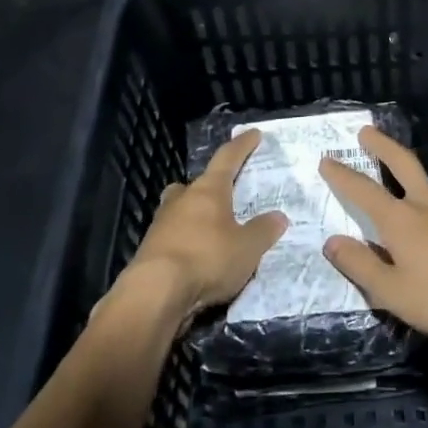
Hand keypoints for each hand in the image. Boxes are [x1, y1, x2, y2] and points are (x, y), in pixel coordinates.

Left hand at [122, 129, 286, 325]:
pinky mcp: (149, 251)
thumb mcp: (248, 247)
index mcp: (208, 190)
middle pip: (194, 185)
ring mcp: (160, 225)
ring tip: (210, 230)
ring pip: (178, 210)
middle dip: (208, 187)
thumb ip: (264, 230)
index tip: (253, 134)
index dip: (242, 146)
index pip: (227, 159)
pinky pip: (171, 237)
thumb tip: (278, 216)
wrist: (155, 293)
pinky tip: (195, 257)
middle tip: (223, 193)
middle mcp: (181, 200)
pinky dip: (184, 242)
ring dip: (192, 216)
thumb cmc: (207, 259)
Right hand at [320, 127, 427, 341]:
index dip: (343, 175)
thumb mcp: (392, 292)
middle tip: (366, 131)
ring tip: (397, 185)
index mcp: (401, 220)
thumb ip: (360, 265)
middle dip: (382, 146)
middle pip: (403, 165)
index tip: (327, 159)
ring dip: (407, 176)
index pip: (364, 190)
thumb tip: (333, 241)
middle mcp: (426, 208)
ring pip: (425, 187)